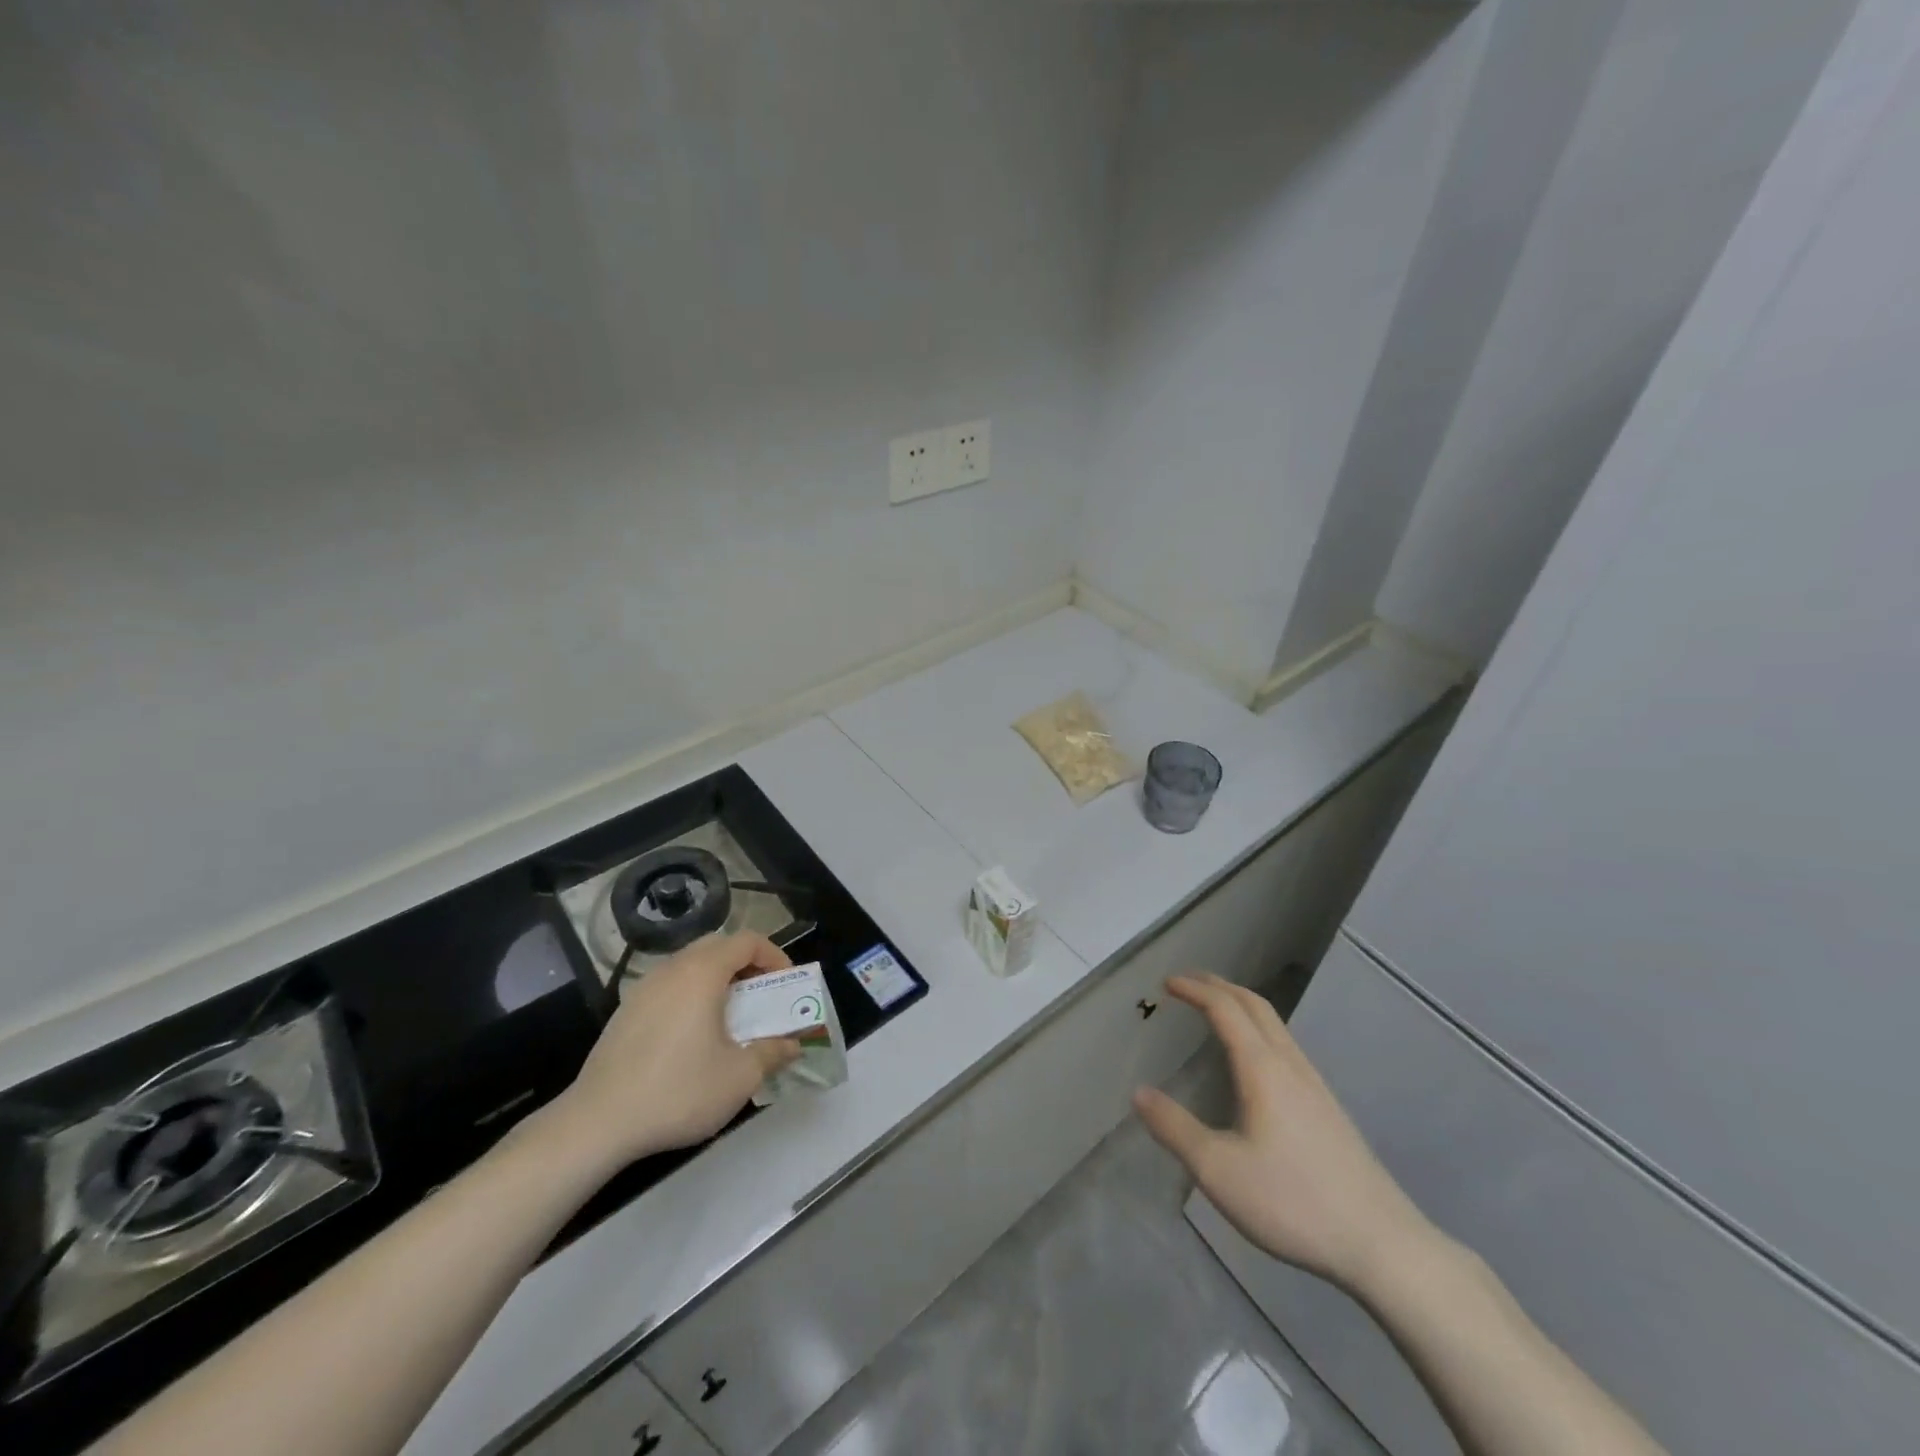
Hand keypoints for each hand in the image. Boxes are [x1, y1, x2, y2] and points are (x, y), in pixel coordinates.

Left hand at [549, 932, 801, 1175]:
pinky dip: (691, 996)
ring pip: (690, 966)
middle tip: (762, 996)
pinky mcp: (625, 1012)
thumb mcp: (738, 1077)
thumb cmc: (677, 1091)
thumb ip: (772, 1053)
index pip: (747, 941)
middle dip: (747, 964)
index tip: (787, 984)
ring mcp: (644, 988)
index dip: (774, 956)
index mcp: (702, 973)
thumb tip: (793, 1045)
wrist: (597, 1123)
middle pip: (718, 946)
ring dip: (718, 980)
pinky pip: (669, 987)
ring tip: (730, 1016)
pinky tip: (692, 1036)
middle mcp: (672, 969)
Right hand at [1133, 974, 1434, 1296]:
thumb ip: (1175, 1128)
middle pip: (1254, 1005)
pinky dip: (1258, 1028)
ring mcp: (1315, 1085)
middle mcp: (1290, 1065)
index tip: (1166, 983)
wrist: (1383, 1245)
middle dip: (1219, 986)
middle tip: (1187, 982)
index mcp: (1263, 1069)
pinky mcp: (1328, 1108)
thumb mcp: (1218, 1171)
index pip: (1225, 1009)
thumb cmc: (1293, 1202)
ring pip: (1275, 1024)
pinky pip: (1285, 1045)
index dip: (1194, 989)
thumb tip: (1139, 1093)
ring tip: (1216, 1009)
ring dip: (1241, 1004)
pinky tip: (1254, 1059)